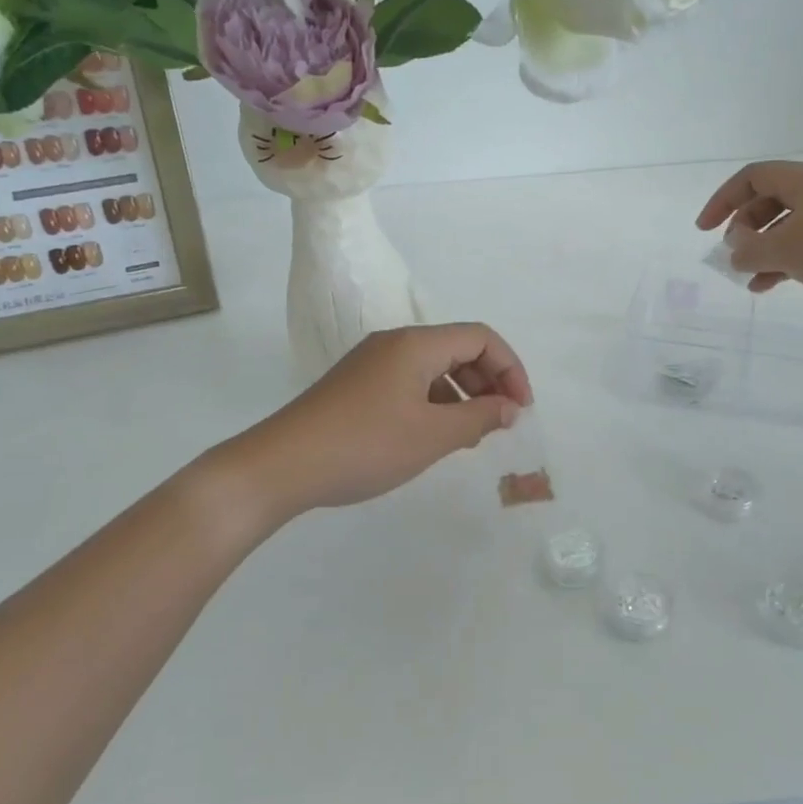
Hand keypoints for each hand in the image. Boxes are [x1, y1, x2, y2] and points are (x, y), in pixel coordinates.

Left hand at [216, 324, 533, 524]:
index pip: (480, 337)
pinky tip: (434, 436)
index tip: (521, 409)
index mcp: (416, 344)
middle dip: (489, 381)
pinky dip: (434, 403)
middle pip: (457, 348)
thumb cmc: (365, 446)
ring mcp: (371, 363)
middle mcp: (394, 343)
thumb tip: (510, 409)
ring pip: (433, 367)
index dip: (510, 368)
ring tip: (472, 435)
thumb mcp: (431, 436)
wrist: (281, 465)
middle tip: (502, 423)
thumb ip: (479, 418)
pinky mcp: (356, 385)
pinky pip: (409, 383)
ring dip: (462, 395)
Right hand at [696, 161, 802, 308]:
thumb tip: (735, 250)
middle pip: (769, 199)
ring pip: (789, 223)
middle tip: (734, 254)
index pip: (751, 177)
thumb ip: (749, 250)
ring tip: (750, 278)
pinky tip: (774, 283)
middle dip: (744, 228)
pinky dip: (788, 257)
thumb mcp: (785, 251)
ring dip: (764, 248)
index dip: (722, 201)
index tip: (704, 230)